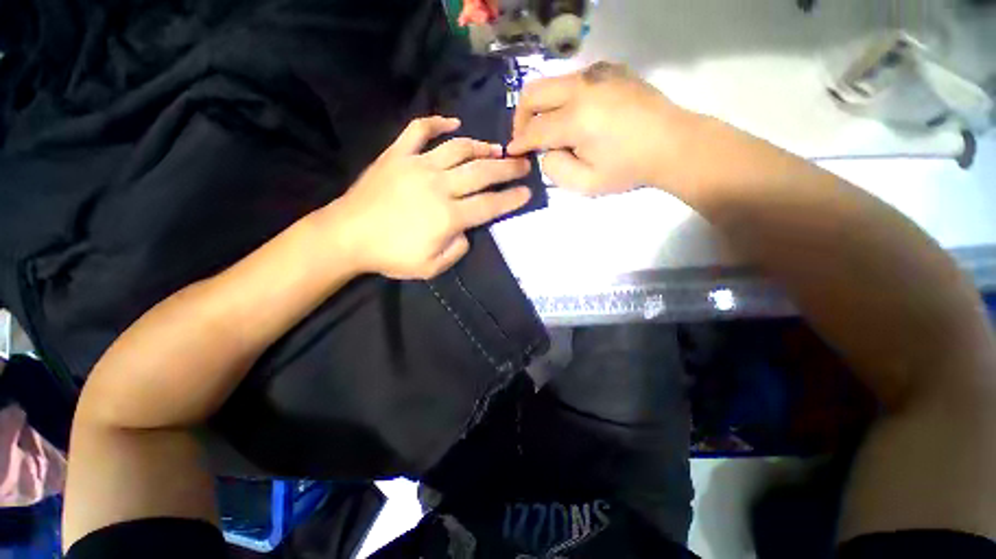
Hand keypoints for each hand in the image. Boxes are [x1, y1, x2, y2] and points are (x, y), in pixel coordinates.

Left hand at [332, 116, 531, 279]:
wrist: (347, 236)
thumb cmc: (390, 255)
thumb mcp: (431, 267)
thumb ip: (457, 250)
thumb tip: (466, 232)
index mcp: (448, 216)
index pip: (489, 205)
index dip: (511, 199)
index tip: (527, 191)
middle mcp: (439, 186)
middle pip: (482, 173)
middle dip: (508, 169)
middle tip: (524, 164)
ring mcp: (417, 166)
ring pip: (458, 149)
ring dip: (482, 147)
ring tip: (497, 149)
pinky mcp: (397, 155)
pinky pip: (419, 131)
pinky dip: (436, 123)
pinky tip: (452, 123)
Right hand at [507, 62, 700, 195]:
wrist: (673, 144)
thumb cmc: (629, 169)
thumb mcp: (586, 184)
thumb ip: (556, 168)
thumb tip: (545, 150)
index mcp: (575, 119)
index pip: (533, 129)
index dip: (519, 142)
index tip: (512, 151)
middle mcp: (581, 87)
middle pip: (533, 93)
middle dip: (520, 117)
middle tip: (524, 137)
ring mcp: (596, 73)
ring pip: (550, 83)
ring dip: (541, 107)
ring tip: (547, 129)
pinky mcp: (609, 70)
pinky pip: (572, 80)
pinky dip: (561, 99)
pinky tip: (572, 117)